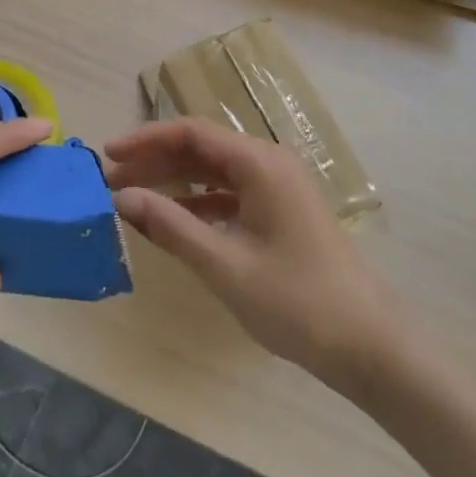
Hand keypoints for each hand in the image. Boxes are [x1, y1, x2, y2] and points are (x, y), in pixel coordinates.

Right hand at [105, 120, 403, 390]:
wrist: (367, 343)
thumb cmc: (296, 301)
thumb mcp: (225, 265)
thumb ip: (172, 227)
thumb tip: (122, 198)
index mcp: (259, 162)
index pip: (191, 133)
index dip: (146, 140)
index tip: (108, 155)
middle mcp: (268, 162)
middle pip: (201, 148)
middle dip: (155, 161)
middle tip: (110, 181)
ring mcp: (277, 186)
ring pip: (214, 171)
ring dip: (174, 182)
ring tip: (131, 198)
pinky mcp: (280, 210)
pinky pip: (230, 193)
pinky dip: (199, 203)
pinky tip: (172, 220)